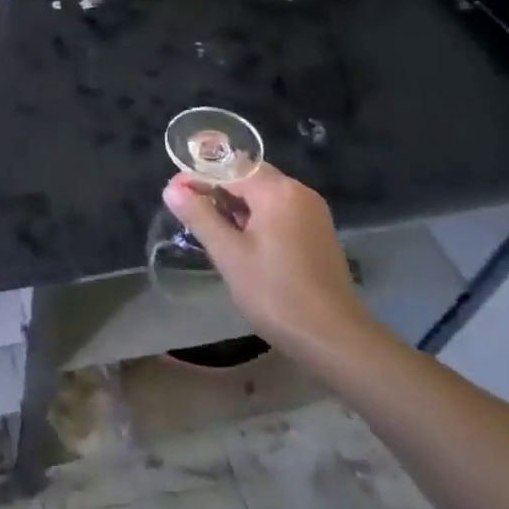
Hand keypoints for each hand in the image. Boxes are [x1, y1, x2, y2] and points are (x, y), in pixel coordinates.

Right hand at [163, 163, 378, 355]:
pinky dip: (256, 220)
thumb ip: (200, 216)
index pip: (229, 167)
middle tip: (189, 215)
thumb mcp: (229, 254)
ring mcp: (313, 213)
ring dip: (235, 208)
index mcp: (278, 191)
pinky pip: (279, 213)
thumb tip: (172, 189)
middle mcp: (299, 192)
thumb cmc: (276, 293)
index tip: (174, 195)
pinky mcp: (318, 234)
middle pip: (248, 179)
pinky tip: (241, 243)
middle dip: (216, 192)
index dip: (198, 178)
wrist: (336, 340)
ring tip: (210, 231)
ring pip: (263, 197)